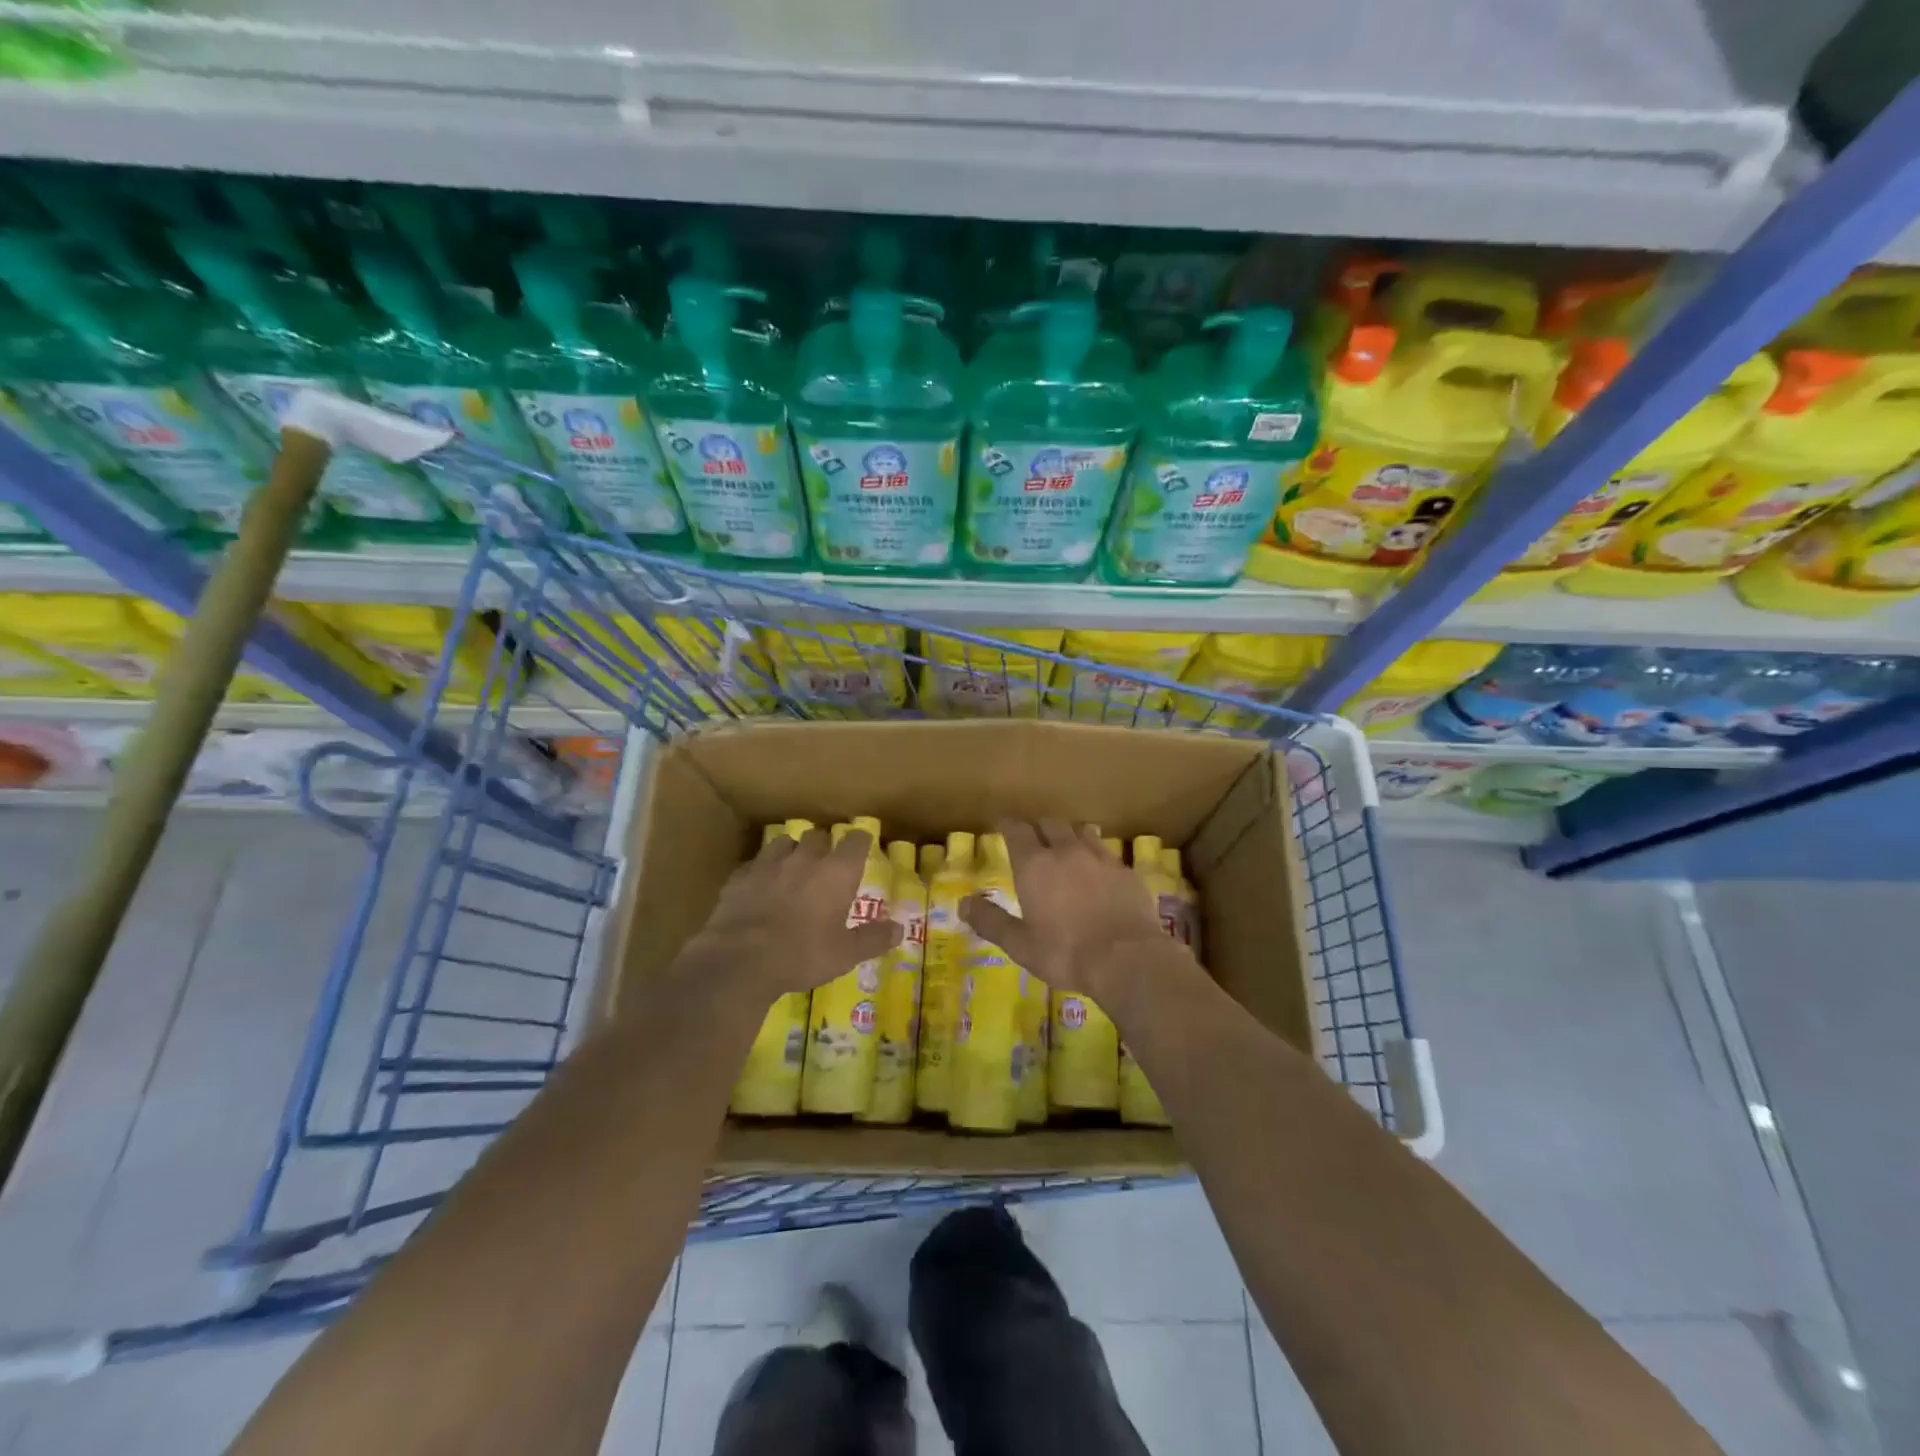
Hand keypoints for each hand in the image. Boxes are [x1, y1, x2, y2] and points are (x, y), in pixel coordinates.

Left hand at [683, 829, 900, 998]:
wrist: (740, 960)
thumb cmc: (802, 955)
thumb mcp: (845, 954)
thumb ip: (873, 938)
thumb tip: (900, 929)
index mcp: (836, 873)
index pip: (855, 841)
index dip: (860, 840)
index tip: (862, 844)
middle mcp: (804, 859)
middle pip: (817, 836)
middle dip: (823, 845)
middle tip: (826, 863)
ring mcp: (768, 865)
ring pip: (783, 843)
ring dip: (791, 851)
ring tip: (792, 867)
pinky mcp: (739, 877)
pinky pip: (754, 865)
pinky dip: (761, 871)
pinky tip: (759, 886)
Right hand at [960, 820, 1176, 1000]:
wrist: (1127, 959)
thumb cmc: (1065, 953)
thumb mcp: (1020, 944)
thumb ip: (991, 921)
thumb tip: (963, 903)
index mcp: (1035, 865)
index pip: (1017, 830)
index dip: (1008, 825)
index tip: (1002, 825)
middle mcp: (1066, 851)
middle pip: (1050, 824)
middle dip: (1038, 827)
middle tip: (1033, 839)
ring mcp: (1100, 858)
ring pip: (1081, 832)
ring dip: (1069, 835)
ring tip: (1066, 848)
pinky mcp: (1125, 871)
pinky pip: (1106, 852)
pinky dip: (1095, 855)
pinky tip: (1098, 871)